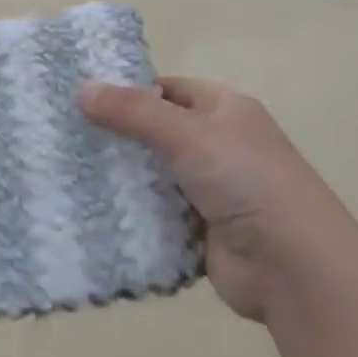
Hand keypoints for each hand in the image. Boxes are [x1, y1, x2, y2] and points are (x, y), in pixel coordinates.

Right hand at [79, 77, 357, 322]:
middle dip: (118, 135)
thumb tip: (82, 89)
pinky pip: (157, 214)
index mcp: (226, 111)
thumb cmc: (246, 181)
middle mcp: (219, 145)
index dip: (130, 90)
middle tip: (65, 135)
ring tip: (66, 171)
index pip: (169, 89)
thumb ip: (135, 113)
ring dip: (121, 177)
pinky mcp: (199, 230)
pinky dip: (131, 213)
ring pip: (153, 175)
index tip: (83, 97)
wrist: (292, 267)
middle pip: (158, 132)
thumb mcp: (189, 135)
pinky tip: (91, 209)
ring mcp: (210, 190)